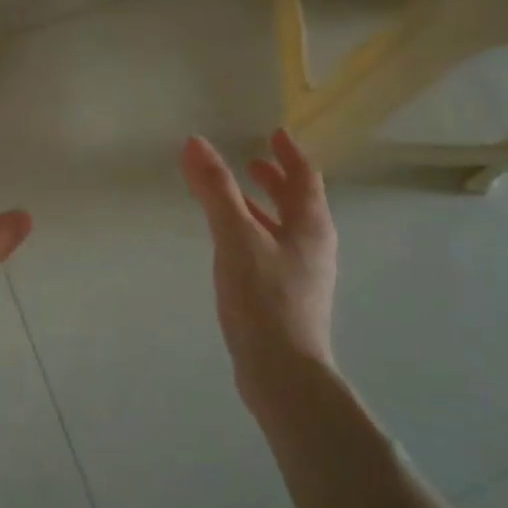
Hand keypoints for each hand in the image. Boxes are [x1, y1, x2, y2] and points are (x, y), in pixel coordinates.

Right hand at [180, 130, 338, 398]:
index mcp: (311, 226)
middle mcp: (313, 246)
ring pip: (284, 228)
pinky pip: (271, 250)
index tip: (276, 133)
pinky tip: (232, 245)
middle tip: (254, 161)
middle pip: (298, 202)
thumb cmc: (264, 299)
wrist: (283, 374)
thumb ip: (215, 190)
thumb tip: (194, 143)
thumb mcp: (236, 237)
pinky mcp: (287, 298)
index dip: (290, 153)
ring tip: (237, 198)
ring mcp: (302, 275)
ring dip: (264, 207)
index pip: (305, 176)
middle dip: (276, 179)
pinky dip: (254, 233)